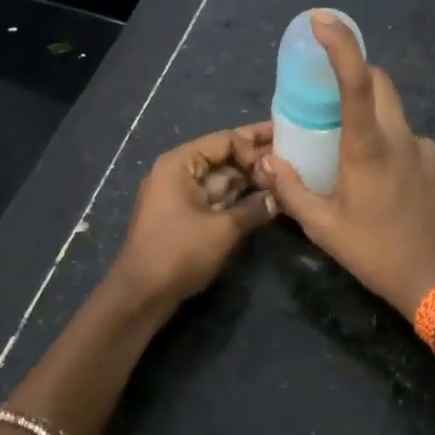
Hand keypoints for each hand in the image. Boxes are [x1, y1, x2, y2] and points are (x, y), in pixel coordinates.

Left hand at [112, 124, 278, 306]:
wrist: (143, 293)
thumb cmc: (180, 253)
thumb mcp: (224, 229)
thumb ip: (255, 208)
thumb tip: (280, 197)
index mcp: (180, 163)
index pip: (225, 141)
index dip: (254, 148)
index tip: (281, 163)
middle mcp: (179, 171)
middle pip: (223, 155)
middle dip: (255, 154)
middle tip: (291, 147)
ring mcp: (181, 193)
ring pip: (222, 177)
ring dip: (250, 176)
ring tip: (285, 171)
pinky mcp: (186, 214)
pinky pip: (217, 196)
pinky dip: (239, 195)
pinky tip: (265, 195)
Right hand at [258, 14, 434, 318]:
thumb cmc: (375, 251)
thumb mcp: (323, 226)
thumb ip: (290, 190)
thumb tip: (267, 162)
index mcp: (368, 146)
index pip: (356, 80)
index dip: (340, 45)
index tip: (322, 21)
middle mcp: (400, 137)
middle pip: (381, 84)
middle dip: (356, 75)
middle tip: (330, 96)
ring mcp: (426, 149)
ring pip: (395, 115)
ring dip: (373, 119)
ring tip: (354, 155)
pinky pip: (410, 141)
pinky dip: (392, 145)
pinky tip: (384, 180)